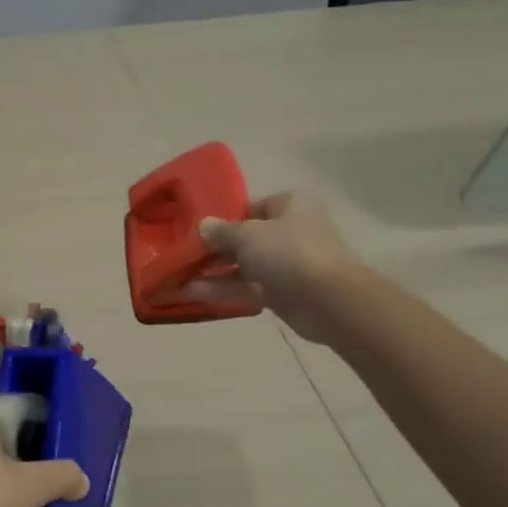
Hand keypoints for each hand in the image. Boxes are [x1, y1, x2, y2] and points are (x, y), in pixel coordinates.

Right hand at [184, 191, 360, 346]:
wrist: (329, 301)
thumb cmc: (289, 252)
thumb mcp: (248, 234)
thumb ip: (222, 231)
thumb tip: (203, 226)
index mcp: (290, 205)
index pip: (252, 206)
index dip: (224, 216)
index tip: (196, 227)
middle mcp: (290, 232)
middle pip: (245, 238)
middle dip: (213, 248)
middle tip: (182, 254)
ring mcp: (286, 264)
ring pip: (243, 265)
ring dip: (212, 271)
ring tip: (178, 276)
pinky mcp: (281, 293)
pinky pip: (246, 287)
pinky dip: (222, 289)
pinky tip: (190, 293)